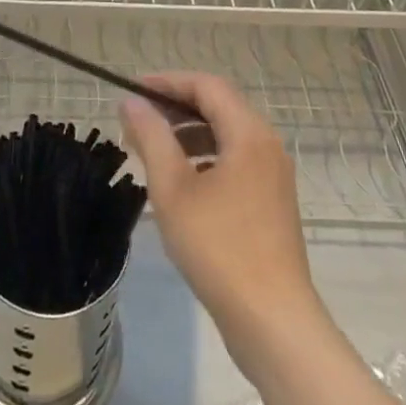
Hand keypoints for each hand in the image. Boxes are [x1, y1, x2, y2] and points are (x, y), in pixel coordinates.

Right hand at [120, 72, 321, 374]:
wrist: (273, 323)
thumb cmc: (219, 248)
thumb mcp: (173, 189)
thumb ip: (151, 137)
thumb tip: (132, 102)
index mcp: (248, 133)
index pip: (206, 86)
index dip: (167, 81)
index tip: (133, 90)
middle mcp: (266, 145)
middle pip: (218, 106)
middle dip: (175, 107)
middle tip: (138, 119)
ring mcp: (273, 175)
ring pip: (226, 134)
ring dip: (188, 133)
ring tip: (152, 149)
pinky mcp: (271, 202)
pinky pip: (234, 160)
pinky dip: (204, 158)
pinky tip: (180, 182)